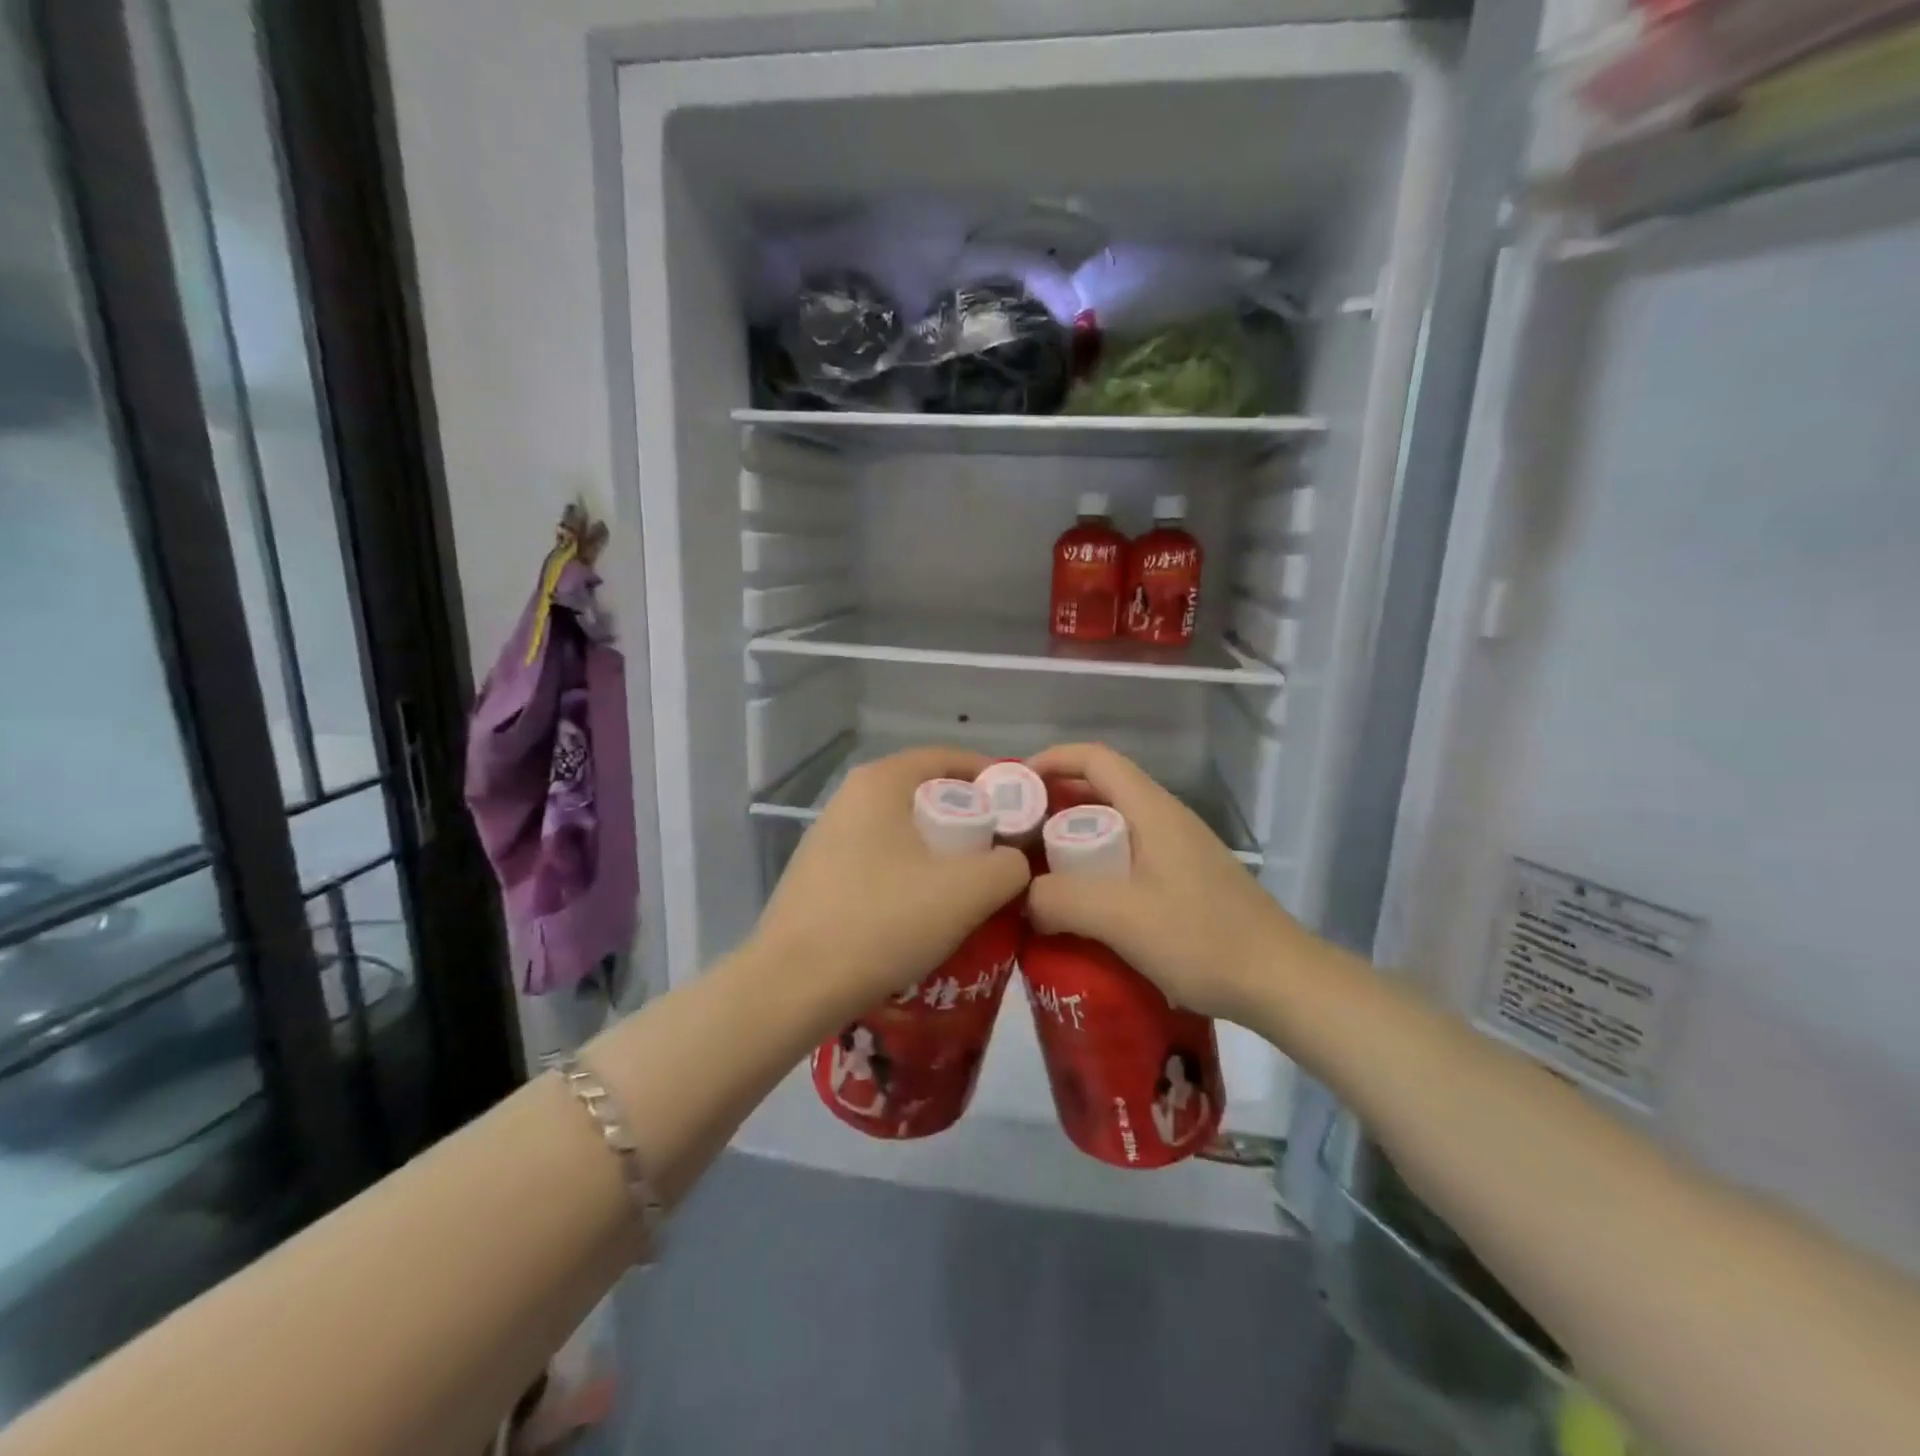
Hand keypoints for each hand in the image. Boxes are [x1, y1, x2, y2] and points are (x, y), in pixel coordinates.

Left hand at [752, 747, 1031, 1015]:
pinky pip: (881, 859)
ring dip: (941, 851)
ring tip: (971, 887)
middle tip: (1003, 853)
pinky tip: (925, 912)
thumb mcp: (967, 891)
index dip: (992, 778)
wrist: (792, 987)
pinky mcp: (819, 875)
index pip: (948, 758)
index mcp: (880, 782)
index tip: (1023, 809)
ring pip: (903, 831)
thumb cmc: (883, 921)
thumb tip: (1014, 861)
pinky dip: (911, 873)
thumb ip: (1009, 865)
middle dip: (971, 819)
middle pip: (926, 794)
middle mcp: (849, 797)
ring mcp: (828, 836)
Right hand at [1025, 744, 1305, 1022]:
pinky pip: (1126, 860)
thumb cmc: (1203, 939)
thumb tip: (1023, 894)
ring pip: (1112, 828)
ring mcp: (1177, 851)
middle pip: (1099, 792)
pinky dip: (1093, 870)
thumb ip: (1062, 899)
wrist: (1281, 982)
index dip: (1051, 761)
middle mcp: (1164, 819)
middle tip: (1014, 840)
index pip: (1095, 759)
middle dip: (1052, 807)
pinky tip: (1078, 908)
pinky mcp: (1183, 882)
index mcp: (1152, 811)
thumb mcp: (1122, 918)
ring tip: (1035, 874)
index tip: (1013, 788)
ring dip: (1071, 842)